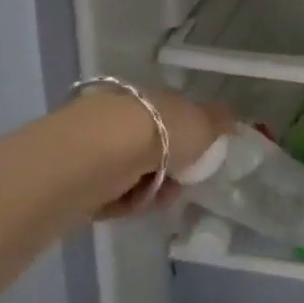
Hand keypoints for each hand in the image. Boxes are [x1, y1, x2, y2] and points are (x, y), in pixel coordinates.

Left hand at [83, 88, 233, 220]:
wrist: (102, 154)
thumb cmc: (161, 132)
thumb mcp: (204, 122)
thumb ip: (219, 121)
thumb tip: (231, 120)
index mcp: (151, 98)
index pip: (170, 119)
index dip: (187, 142)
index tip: (197, 161)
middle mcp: (121, 116)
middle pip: (151, 150)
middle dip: (169, 173)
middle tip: (177, 187)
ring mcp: (94, 145)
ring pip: (131, 174)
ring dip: (149, 191)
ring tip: (155, 199)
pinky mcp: (72, 175)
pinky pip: (108, 193)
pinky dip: (123, 202)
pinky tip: (130, 203)